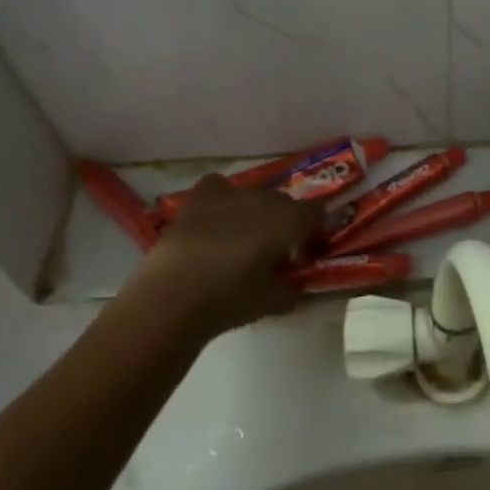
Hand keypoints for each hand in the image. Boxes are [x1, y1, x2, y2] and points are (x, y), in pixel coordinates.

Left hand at [132, 175, 323, 339]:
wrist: (172, 296)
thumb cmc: (230, 300)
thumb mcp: (272, 303)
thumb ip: (292, 289)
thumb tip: (295, 282)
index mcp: (288, 221)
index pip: (316, 212)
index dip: (314, 231)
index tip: (302, 255)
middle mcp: (264, 199)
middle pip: (285, 202)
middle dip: (285, 223)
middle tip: (274, 252)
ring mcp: (231, 193)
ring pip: (254, 195)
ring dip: (255, 212)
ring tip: (241, 239)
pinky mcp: (200, 196)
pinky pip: (220, 186)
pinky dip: (223, 198)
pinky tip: (216, 218)